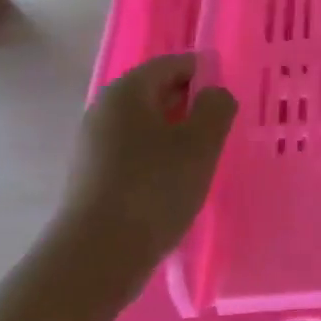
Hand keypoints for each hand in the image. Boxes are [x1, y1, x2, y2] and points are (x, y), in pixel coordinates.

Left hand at [60, 54, 237, 280]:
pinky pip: (133, 152)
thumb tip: (213, 93)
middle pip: (157, 92)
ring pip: (146, 125)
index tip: (229, 101)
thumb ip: (216, 107)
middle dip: (191, 106)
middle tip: (220, 131)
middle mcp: (104, 109)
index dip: (206, 74)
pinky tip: (174, 184)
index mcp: (128, 91)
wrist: (96, 256)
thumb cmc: (154, 189)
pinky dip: (157, 158)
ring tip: (202, 160)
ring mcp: (93, 144)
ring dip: (176, 135)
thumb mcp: (201, 143)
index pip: (173, 64)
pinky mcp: (92, 176)